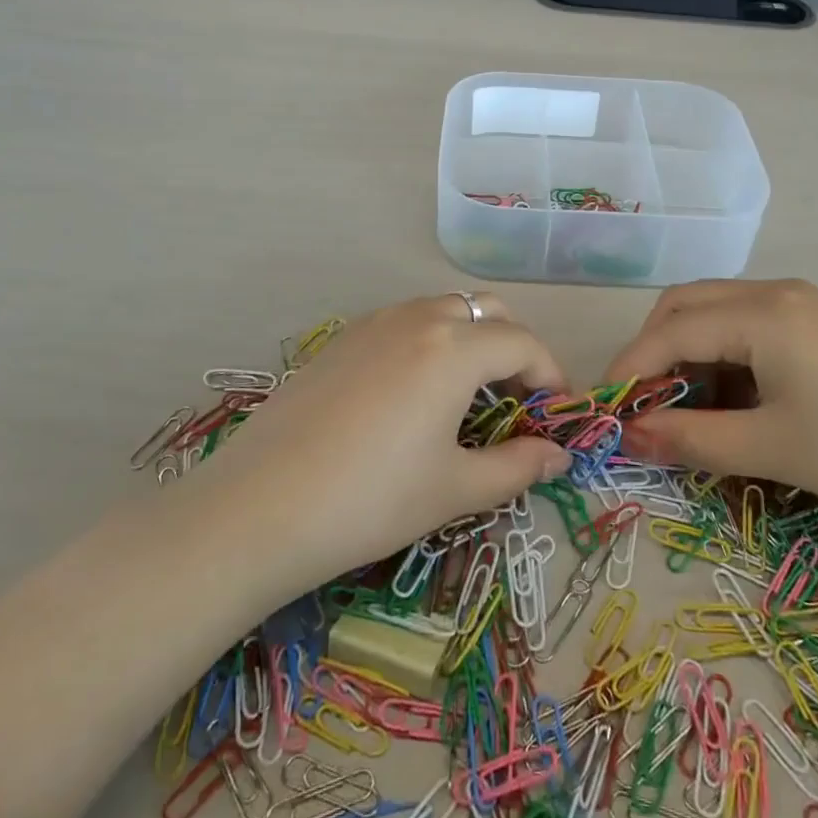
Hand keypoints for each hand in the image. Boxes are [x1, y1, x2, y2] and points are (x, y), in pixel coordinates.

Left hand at [199, 294, 571, 597]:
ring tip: (465, 398)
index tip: (555, 414)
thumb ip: (517, 467)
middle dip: (512, 347)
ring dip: (470, 340)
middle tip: (512, 400)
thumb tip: (558, 457)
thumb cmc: (372, 499)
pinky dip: (428, 343)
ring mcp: (373, 323)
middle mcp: (417, 319)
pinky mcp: (341, 339)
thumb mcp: (454, 488)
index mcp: (454, 348)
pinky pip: (403, 323)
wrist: (259, 506)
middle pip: (486, 311)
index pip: (523, 343)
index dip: (549, 375)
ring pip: (442, 311)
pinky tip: (411, 395)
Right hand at [604, 279, 817, 539]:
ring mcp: (802, 302)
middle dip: (652, 350)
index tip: (606, 411)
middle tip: (640, 405)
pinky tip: (730, 395)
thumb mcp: (772, 450)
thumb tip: (629, 436)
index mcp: (761, 313)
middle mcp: (775, 291)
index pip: (670, 330)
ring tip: (681, 405)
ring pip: (716, 311)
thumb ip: (691, 439)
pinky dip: (722, 353)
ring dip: (686, 350)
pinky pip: (748, 323)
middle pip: (686, 306)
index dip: (631, 368)